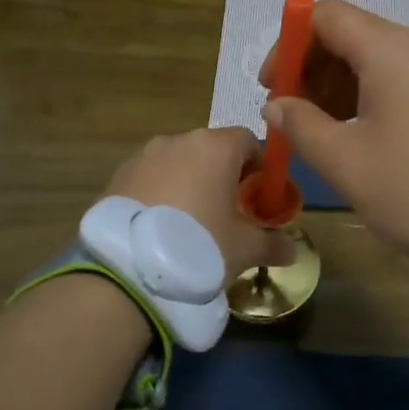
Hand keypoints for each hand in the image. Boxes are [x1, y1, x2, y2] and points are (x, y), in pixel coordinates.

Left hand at [105, 128, 297, 280]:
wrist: (128, 269)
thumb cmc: (200, 246)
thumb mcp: (245, 250)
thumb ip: (273, 245)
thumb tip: (292, 252)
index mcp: (215, 147)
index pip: (247, 140)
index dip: (259, 167)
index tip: (259, 198)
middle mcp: (178, 141)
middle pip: (211, 151)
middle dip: (222, 177)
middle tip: (227, 214)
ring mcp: (142, 157)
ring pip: (177, 165)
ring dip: (188, 185)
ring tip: (190, 226)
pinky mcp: (116, 177)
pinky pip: (149, 180)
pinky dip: (160, 196)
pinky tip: (160, 230)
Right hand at [260, 0, 408, 261]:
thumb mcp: (345, 162)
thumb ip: (301, 126)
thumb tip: (278, 106)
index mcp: (392, 50)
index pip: (326, 16)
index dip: (289, 44)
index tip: (273, 87)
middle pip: (355, 36)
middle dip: (314, 69)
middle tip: (293, 115)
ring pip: (381, 62)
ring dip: (342, 87)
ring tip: (323, 132)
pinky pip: (408, 83)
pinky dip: (374, 98)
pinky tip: (363, 137)